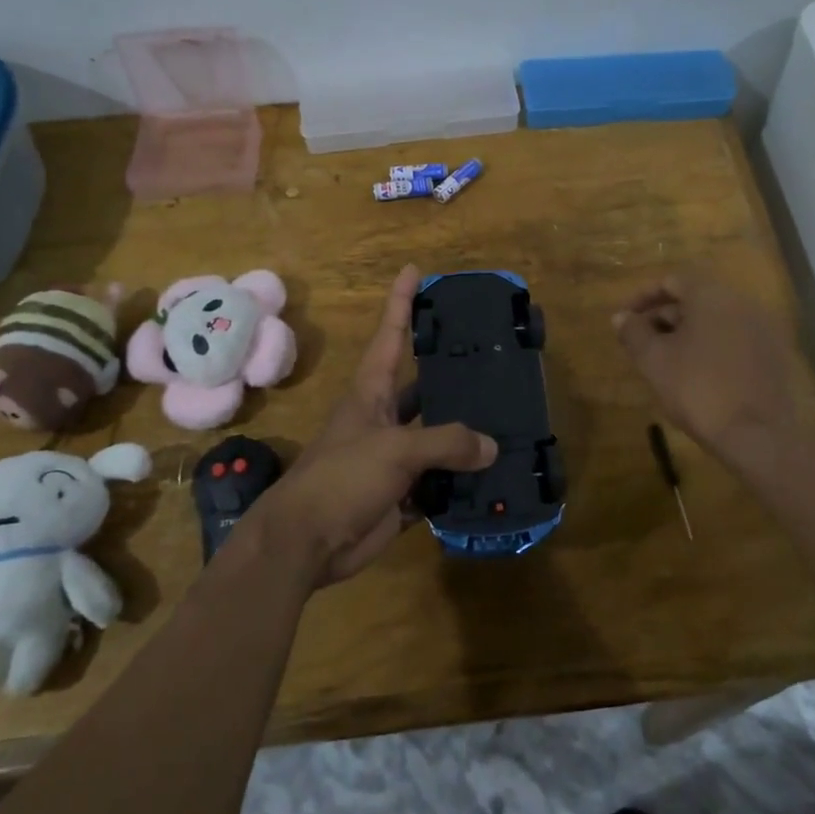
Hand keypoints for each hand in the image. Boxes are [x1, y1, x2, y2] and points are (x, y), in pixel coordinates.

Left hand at [249, 265, 495, 588]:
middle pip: (423, 387)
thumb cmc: (341, 478)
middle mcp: (384, 418)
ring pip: (437, 436)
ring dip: (466, 433)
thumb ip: (446, 442)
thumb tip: (491, 446)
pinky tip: (495, 475)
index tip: (414, 271)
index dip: (401, 302)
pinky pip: (440, 481)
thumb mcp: (395, 449)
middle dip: (452, 372)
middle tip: (493, 356)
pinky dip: (463, 479)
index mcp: (371, 393)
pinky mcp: (402, 494)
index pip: (390, 335)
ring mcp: (393, 457)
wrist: (306, 543)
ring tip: (508, 417)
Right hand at [613, 273, 807, 457]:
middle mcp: (742, 303)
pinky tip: (697, 375)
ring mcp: (763, 329)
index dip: (643, 297)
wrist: (757, 435)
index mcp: (712, 295)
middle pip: (695, 299)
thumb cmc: (698, 389)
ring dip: (687, 334)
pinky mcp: (774, 356)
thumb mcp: (654, 360)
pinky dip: (711, 348)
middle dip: (664, 317)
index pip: (672, 280)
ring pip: (716, 321)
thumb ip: (634, 333)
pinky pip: (734, 340)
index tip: (625, 318)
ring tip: (665, 361)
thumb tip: (621, 317)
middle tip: (641, 342)